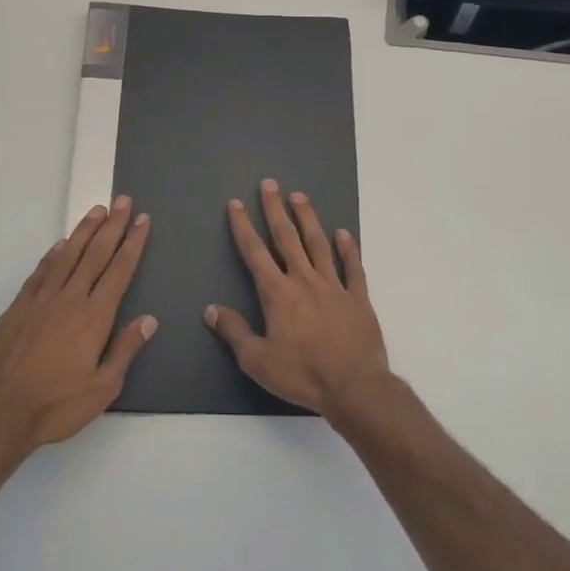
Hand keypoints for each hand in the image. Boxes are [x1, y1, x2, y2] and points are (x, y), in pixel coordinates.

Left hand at [0, 198, 155, 461]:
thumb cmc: (56, 406)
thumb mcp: (103, 388)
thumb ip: (125, 350)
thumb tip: (149, 320)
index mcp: (94, 317)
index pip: (119, 271)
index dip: (133, 243)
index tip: (142, 220)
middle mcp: (69, 299)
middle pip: (95, 254)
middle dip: (112, 226)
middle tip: (123, 201)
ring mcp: (40, 300)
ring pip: (67, 256)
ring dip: (84, 231)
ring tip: (97, 211)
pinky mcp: (17, 308)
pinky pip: (40, 272)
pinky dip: (53, 254)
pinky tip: (61, 244)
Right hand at [205, 179, 389, 415]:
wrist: (354, 386)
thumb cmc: (302, 374)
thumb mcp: (257, 360)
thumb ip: (234, 332)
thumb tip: (211, 309)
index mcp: (278, 294)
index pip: (255, 253)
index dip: (244, 227)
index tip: (237, 204)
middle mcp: (304, 281)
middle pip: (287, 238)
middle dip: (275, 210)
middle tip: (270, 184)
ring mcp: (334, 286)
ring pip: (319, 244)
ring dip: (308, 219)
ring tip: (300, 196)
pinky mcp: (358, 298)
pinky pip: (353, 267)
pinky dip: (349, 249)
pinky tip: (344, 233)